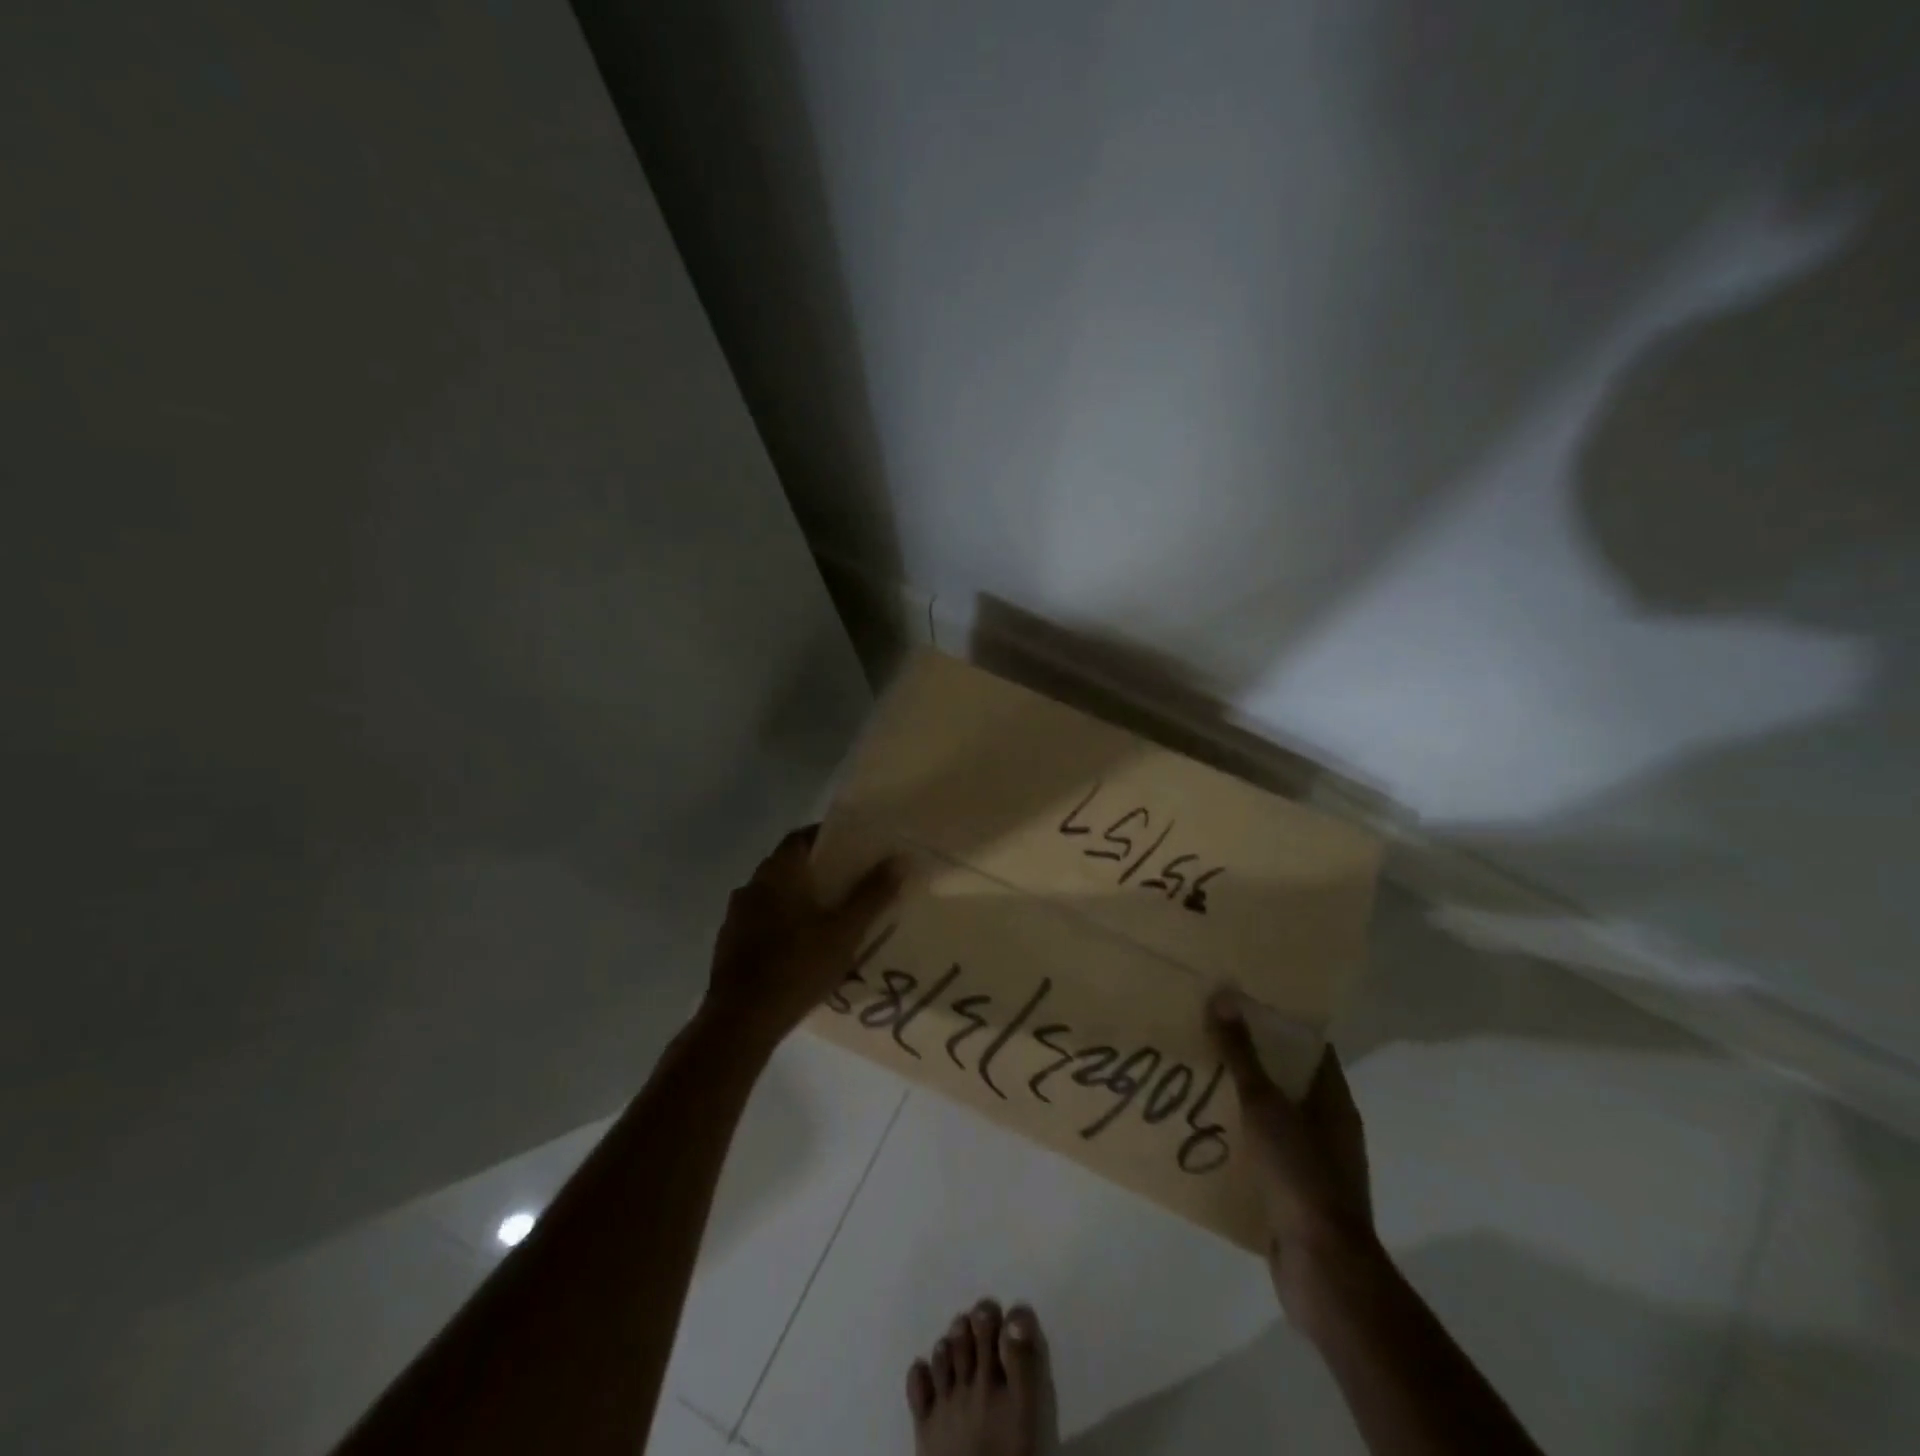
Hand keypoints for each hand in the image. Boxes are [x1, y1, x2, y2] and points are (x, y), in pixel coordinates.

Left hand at [703, 826, 901, 1049]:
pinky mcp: (729, 943)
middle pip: (788, 865)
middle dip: (818, 870)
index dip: (827, 837)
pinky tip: (801, 947)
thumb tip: (899, 859)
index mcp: (778, 873)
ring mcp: (736, 915)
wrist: (740, 1021)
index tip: (853, 846)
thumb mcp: (845, 931)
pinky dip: (783, 923)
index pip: (801, 837)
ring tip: (829, 916)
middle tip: (849, 882)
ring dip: (799, 898)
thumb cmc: (797, 967)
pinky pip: (762, 920)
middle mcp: (752, 885)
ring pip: (774, 894)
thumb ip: (872, 894)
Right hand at [1206, 990, 1376, 1318]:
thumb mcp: (1265, 1106)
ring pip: (1272, 1117)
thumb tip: (1222, 996)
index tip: (1239, 1001)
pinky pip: (1262, 1153)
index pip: (1309, 1046)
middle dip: (1250, 1058)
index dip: (1278, 1021)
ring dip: (1240, 1100)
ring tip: (1196, 1079)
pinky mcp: (1294, 1194)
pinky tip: (1204, 1132)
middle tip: (1206, 1034)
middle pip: (1287, 1079)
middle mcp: (1328, 1127)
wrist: (1323, 1270)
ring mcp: (1313, 1163)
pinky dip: (1238, 1139)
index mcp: (1333, 1100)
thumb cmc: (1301, 1175)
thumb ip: (1242, 1054)